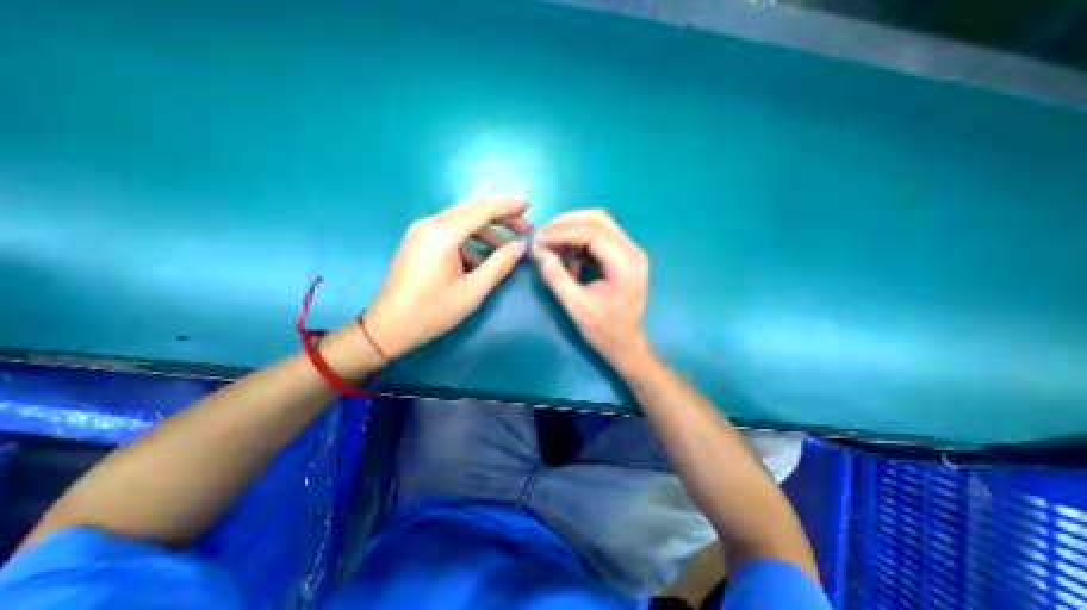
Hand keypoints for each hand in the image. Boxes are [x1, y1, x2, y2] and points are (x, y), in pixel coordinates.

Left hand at [365, 197, 531, 358]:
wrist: (388, 327)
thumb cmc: (432, 311)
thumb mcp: (473, 290)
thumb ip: (500, 264)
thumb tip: (521, 246)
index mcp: (442, 234)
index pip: (482, 211)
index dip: (508, 207)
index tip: (529, 206)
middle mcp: (429, 224)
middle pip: (471, 211)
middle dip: (500, 217)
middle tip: (524, 228)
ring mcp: (420, 232)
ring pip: (461, 221)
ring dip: (486, 231)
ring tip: (505, 249)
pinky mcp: (418, 242)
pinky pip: (449, 233)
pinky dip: (469, 241)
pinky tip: (481, 260)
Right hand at [532, 210, 647, 372]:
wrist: (626, 345)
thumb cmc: (604, 330)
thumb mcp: (575, 306)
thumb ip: (555, 276)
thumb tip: (538, 251)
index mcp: (626, 262)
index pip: (593, 232)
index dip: (562, 232)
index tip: (538, 240)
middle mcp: (632, 250)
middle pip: (597, 220)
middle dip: (565, 224)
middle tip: (542, 236)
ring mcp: (629, 252)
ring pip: (598, 225)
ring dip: (571, 231)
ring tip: (551, 247)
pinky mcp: (623, 257)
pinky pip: (598, 238)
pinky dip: (579, 243)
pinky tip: (568, 260)